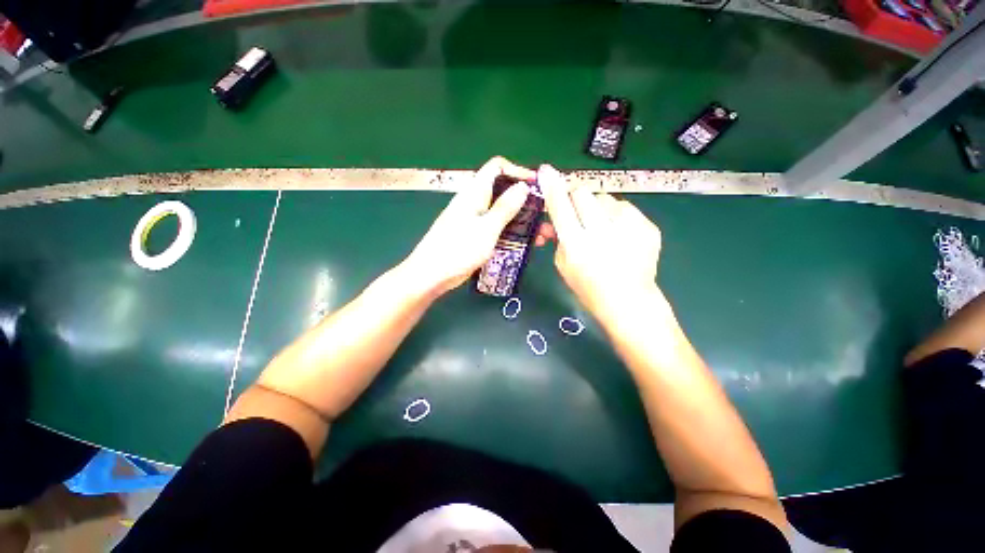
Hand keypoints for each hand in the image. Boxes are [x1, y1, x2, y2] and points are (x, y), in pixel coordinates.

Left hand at [403, 157, 539, 295]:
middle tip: (545, 216)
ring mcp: (475, 221)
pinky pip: (498, 229)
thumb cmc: (458, 249)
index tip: (537, 186)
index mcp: (475, 193)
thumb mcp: (486, 228)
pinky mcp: (476, 236)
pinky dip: (512, 233)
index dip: (517, 171)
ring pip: (503, 214)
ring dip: (523, 221)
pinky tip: (527, 244)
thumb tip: (523, 186)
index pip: (496, 168)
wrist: (432, 275)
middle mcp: (475, 203)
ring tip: (542, 235)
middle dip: (526, 202)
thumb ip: (505, 207)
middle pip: (504, 192)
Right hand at [537, 164, 662, 321]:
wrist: (628, 301)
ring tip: (602, 227)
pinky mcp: (647, 226)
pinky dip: (617, 216)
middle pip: (583, 193)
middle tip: (576, 212)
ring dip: (597, 207)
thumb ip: (557, 238)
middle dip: (575, 197)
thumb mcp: (562, 265)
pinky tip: (619, 234)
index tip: (546, 171)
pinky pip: (624, 207)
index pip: (560, 206)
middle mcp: (601, 232)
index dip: (552, 187)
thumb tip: (551, 220)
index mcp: (576, 245)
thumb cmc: (588, 287)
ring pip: (605, 197)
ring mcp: (628, 227)